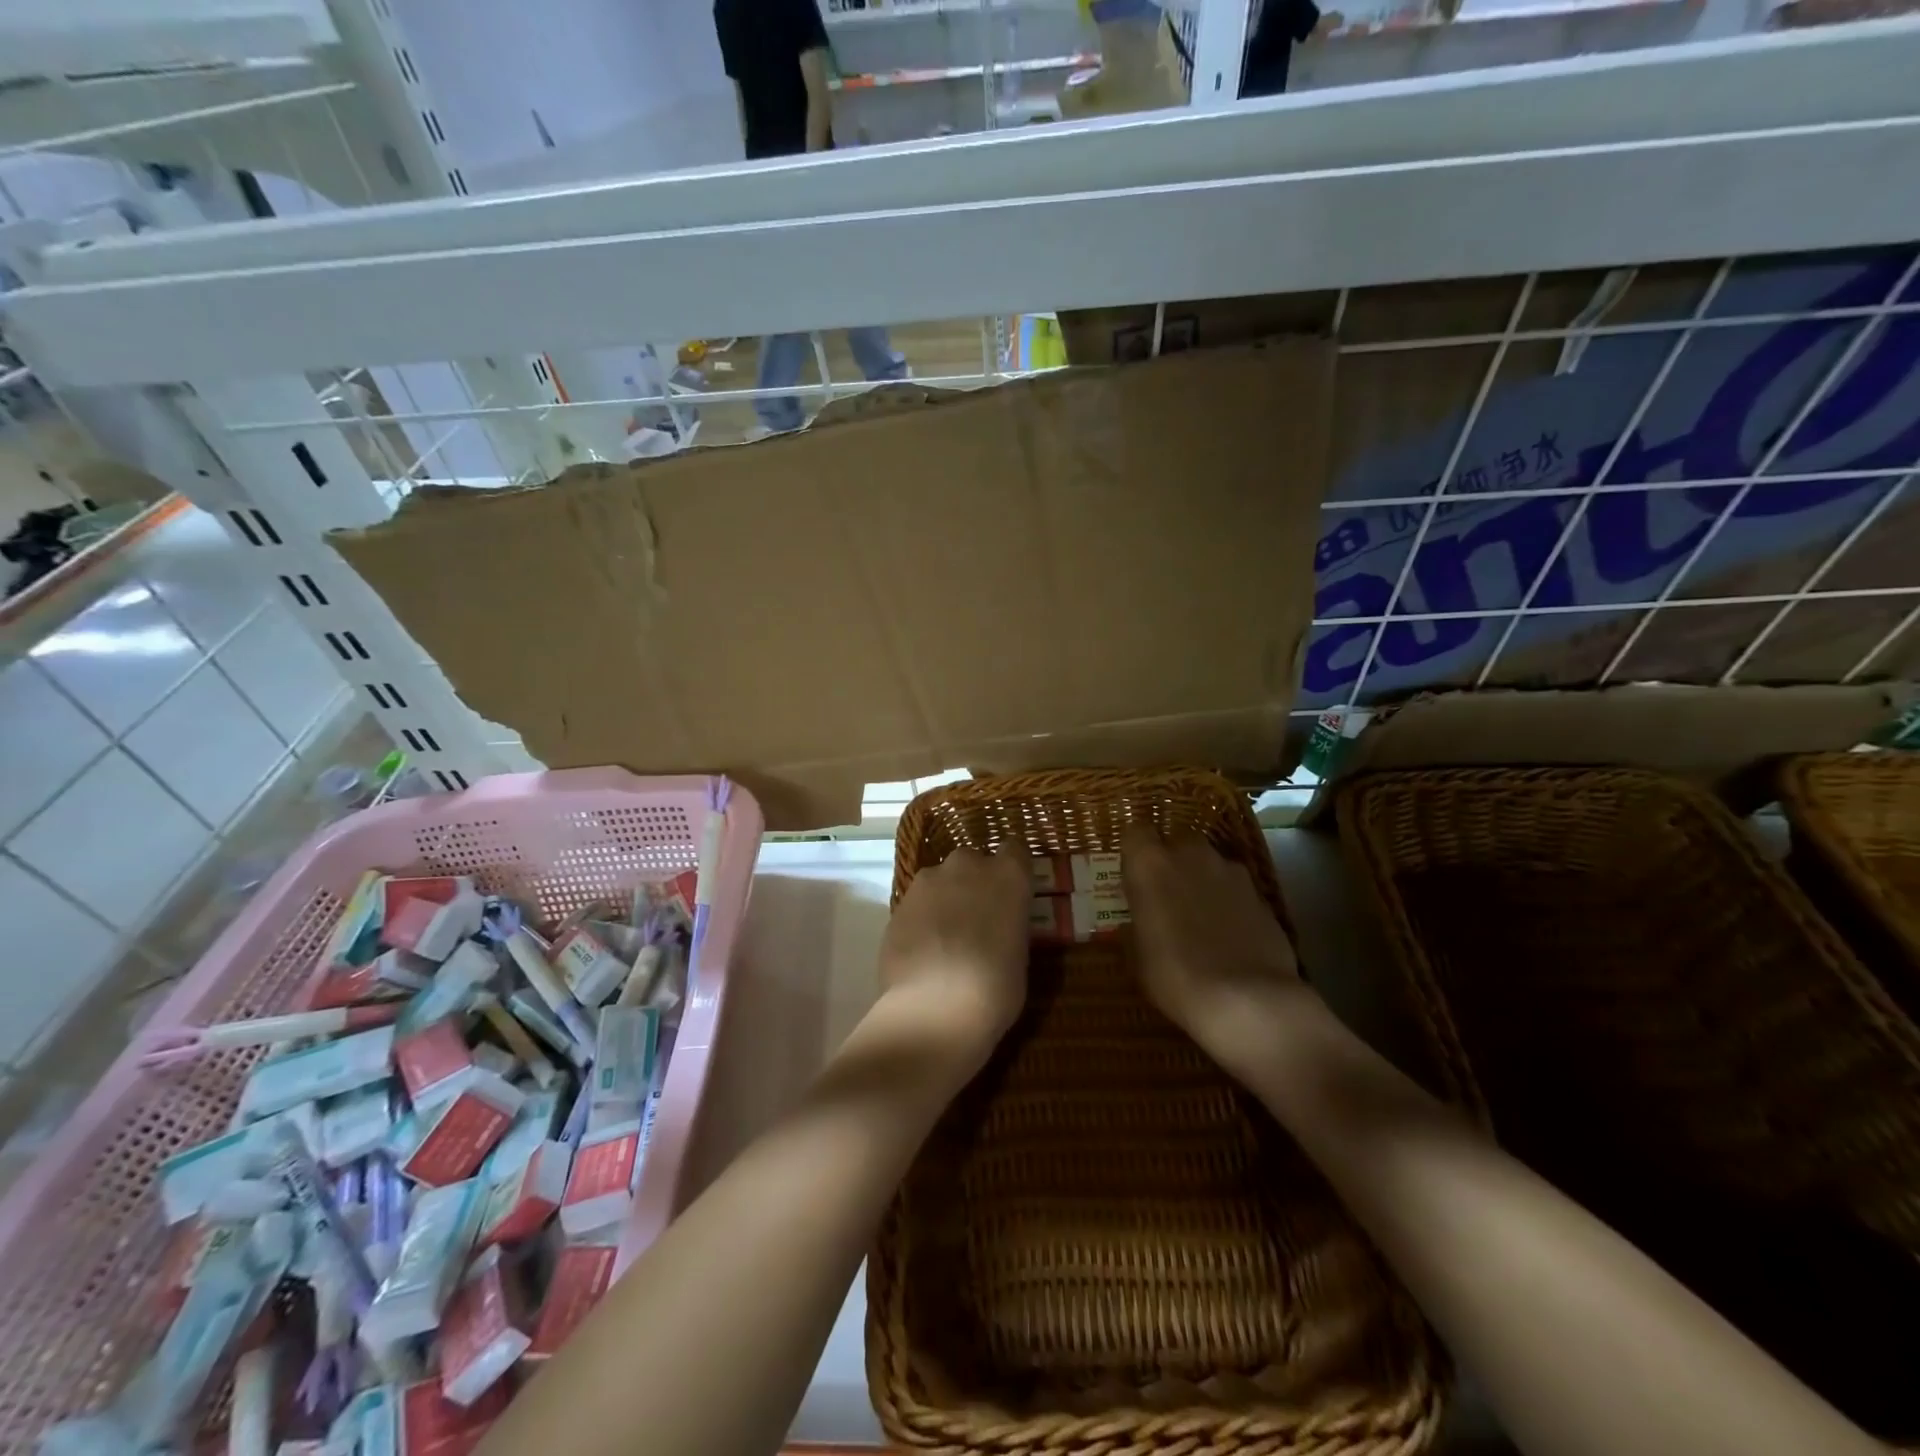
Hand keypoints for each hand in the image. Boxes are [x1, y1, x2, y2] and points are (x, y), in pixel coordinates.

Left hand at [878, 847, 1030, 1067]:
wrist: (934, 1008)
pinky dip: (922, 917)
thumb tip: (999, 926)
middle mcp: (967, 865)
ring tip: (946, 937)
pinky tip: (924, 949)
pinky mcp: (899, 901)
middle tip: (978, 918)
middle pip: (973, 862)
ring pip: (941, 880)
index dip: (1013, 869)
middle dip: (975, 882)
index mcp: (1008, 875)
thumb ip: (1009, 925)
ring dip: (946, 898)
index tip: (1012, 891)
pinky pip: (918, 902)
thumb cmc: (995, 988)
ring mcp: (928, 881)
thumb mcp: (1020, 955)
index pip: (1016, 850)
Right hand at [1121, 827, 1302, 1045]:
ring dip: (1202, 880)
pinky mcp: (1261, 894)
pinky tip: (1229, 935)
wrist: (1248, 999)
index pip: (1135, 831)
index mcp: (1150, 863)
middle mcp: (1191, 854)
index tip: (1132, 874)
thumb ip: (1136, 924)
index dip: (1134, 851)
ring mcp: (1231, 872)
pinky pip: (1235, 889)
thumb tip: (1138, 919)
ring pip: (1209, 864)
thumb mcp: (1137, 955)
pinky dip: (1229, 903)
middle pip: (1177, 841)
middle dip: (1172, 861)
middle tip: (1166, 895)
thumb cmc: (1175, 975)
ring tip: (1201, 918)